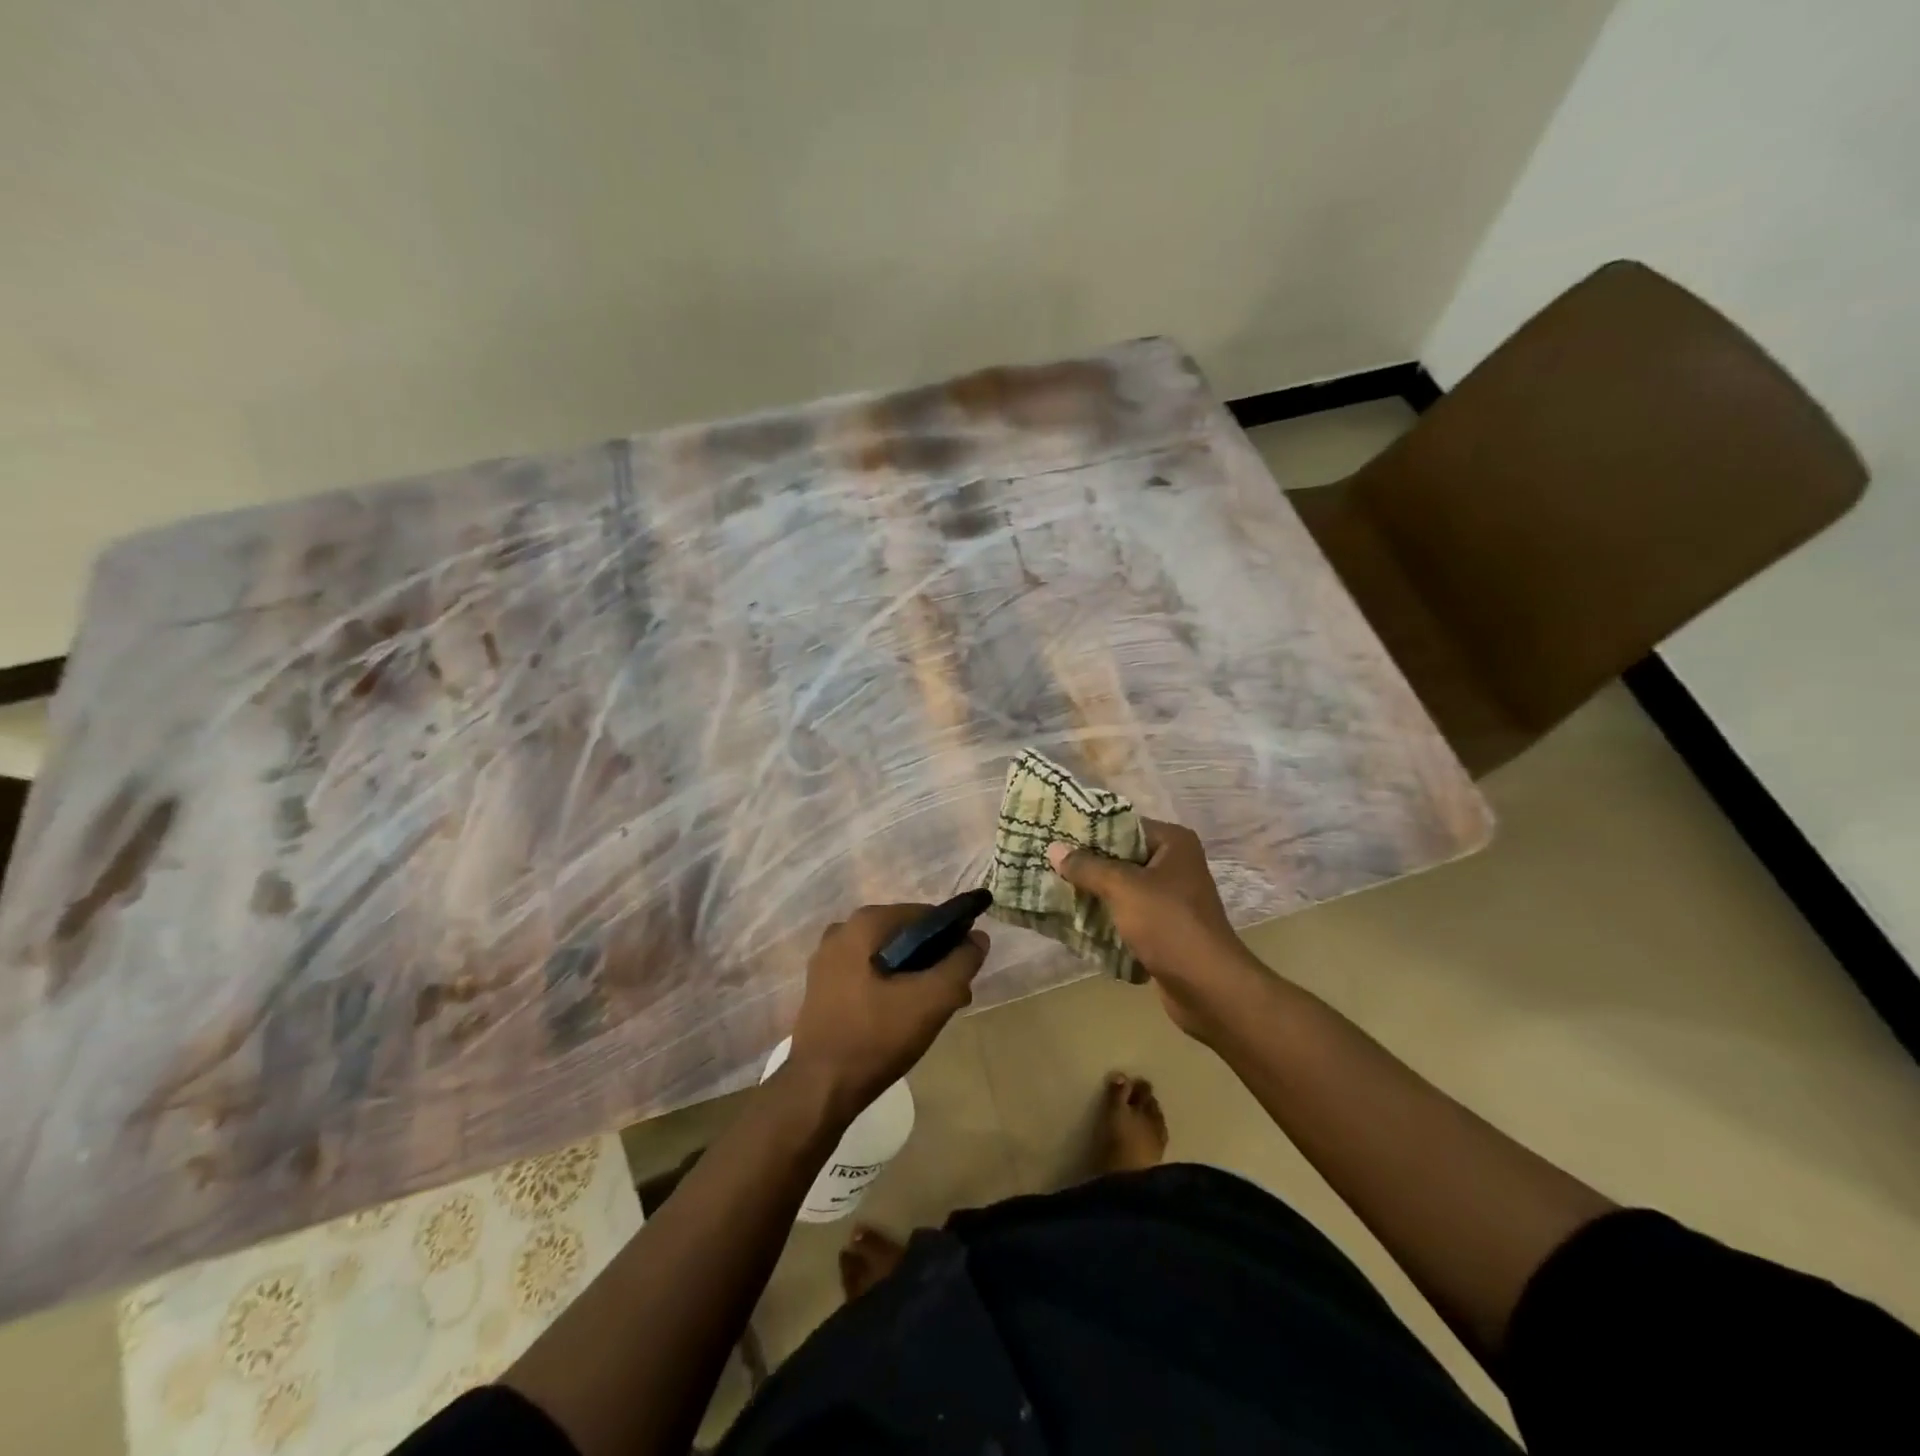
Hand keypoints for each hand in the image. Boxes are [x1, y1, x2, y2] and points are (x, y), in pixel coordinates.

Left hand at [786, 904, 986, 1118]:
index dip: (952, 937)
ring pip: (887, 957)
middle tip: (954, 994)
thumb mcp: (932, 1000)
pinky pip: (868, 975)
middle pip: (905, 936)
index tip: (965, 969)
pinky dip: (890, 987)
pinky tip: (902, 1018)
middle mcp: (842, 931)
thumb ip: (961, 963)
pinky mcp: (822, 987)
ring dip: (914, 977)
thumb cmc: (876, 1037)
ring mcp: (827, 960)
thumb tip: (978, 937)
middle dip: (933, 960)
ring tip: (933, 1010)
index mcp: (864, 923)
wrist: (818, 1089)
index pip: (924, 915)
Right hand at [1046, 820, 1263, 1039]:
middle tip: (1046, 864)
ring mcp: (1171, 899)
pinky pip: (1127, 915)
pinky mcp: (1164, 929)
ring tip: (1052, 891)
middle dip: (1086, 865)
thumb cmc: (1168, 924)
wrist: (1208, 987)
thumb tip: (1054, 848)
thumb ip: (1087, 866)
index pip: (1123, 825)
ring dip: (1092, 894)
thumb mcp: (1122, 888)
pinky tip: (1073, 922)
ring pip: (1121, 889)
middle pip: (1120, 857)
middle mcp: (1175, 865)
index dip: (1088, 831)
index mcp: (1173, 843)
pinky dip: (1105, 919)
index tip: (1054, 836)